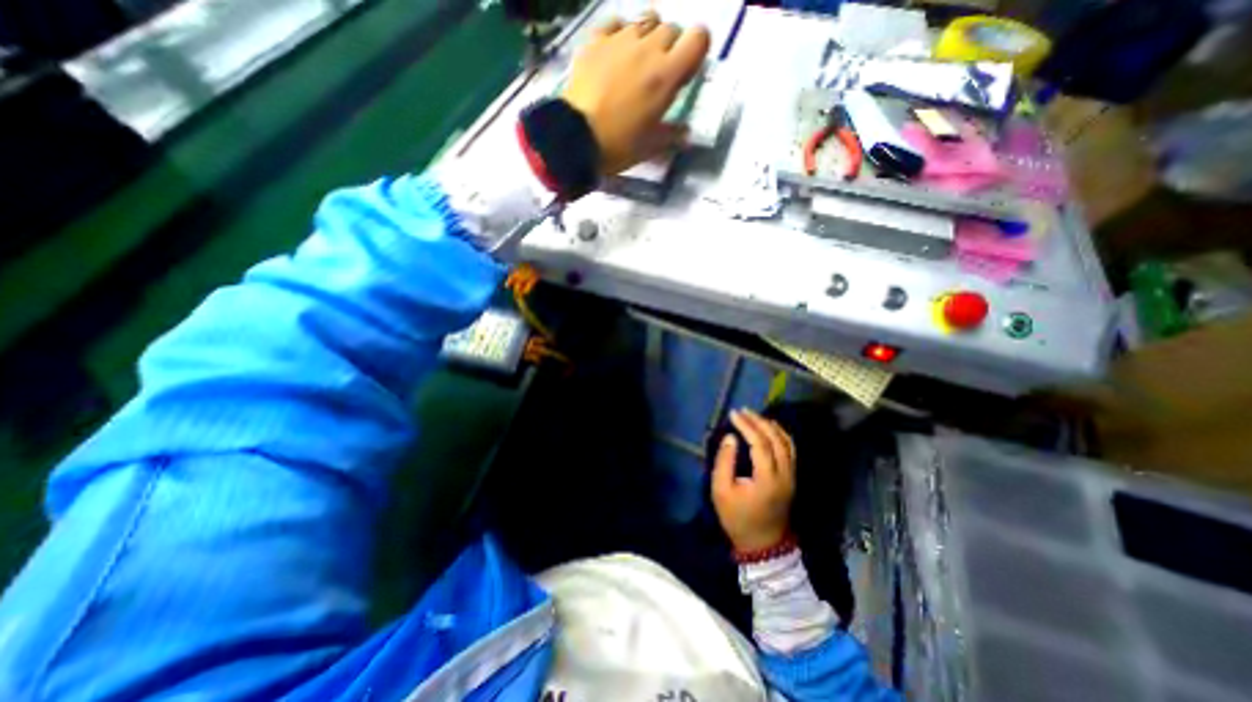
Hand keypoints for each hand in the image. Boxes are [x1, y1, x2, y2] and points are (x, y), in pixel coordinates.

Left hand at [562, 12, 707, 173]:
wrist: (576, 138)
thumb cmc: (619, 145)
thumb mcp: (651, 146)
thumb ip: (672, 135)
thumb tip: (686, 134)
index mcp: (666, 75)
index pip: (699, 38)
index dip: (696, 51)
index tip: (686, 71)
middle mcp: (647, 48)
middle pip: (671, 29)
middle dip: (671, 48)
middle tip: (658, 74)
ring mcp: (620, 39)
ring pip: (645, 21)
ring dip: (648, 37)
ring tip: (637, 62)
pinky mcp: (596, 40)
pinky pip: (616, 23)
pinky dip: (620, 33)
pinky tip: (615, 53)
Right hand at [715, 410, 789, 552]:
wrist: (762, 544)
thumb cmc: (737, 518)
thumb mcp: (721, 491)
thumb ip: (724, 462)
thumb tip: (730, 437)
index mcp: (767, 479)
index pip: (760, 443)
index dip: (747, 426)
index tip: (734, 414)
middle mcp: (785, 474)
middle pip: (776, 439)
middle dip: (759, 422)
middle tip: (743, 411)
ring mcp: (792, 476)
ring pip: (787, 443)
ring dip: (771, 426)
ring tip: (754, 417)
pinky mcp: (792, 478)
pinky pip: (790, 450)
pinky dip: (780, 435)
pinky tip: (769, 429)